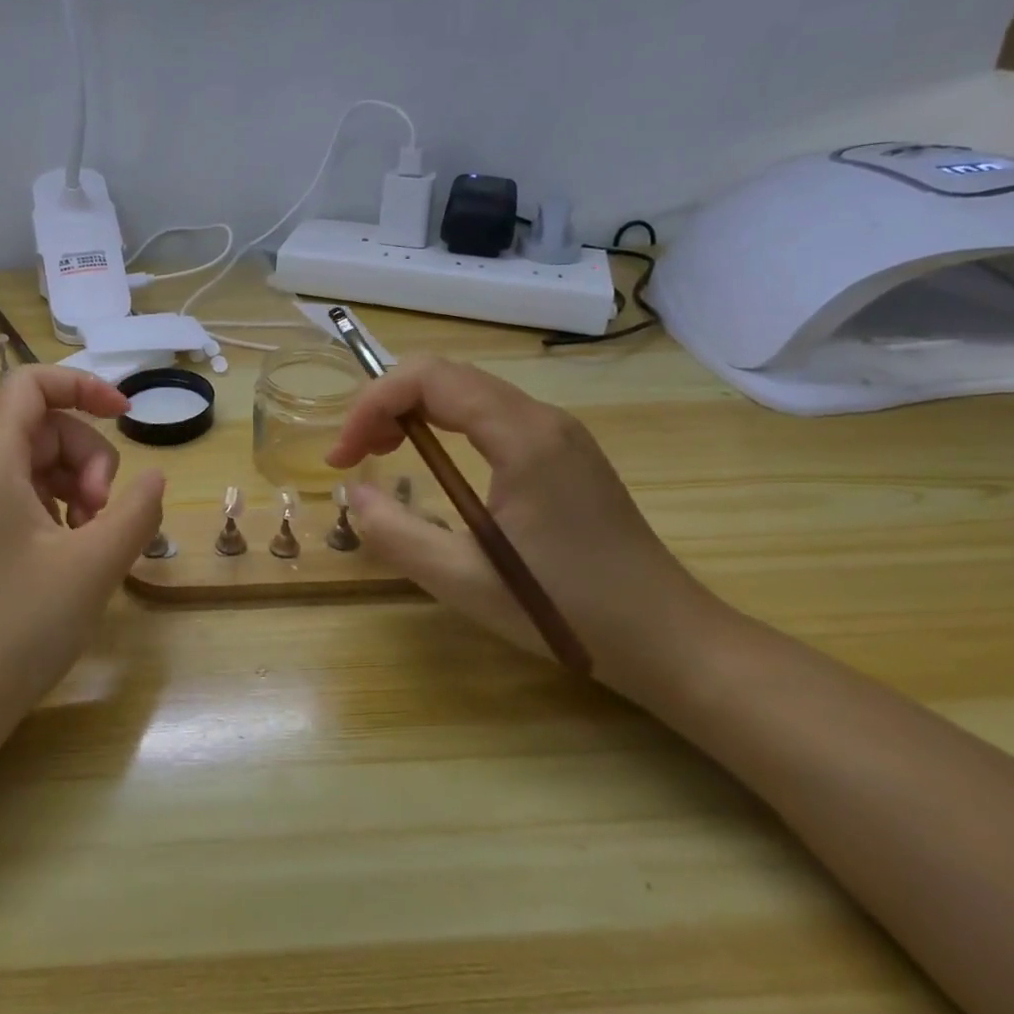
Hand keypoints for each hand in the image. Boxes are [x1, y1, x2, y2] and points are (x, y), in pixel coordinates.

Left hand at [0, 366, 164, 727]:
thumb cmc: (17, 627)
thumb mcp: (94, 565)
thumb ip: (135, 510)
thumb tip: (154, 478)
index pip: (32, 383)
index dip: (83, 385)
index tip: (127, 416)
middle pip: (42, 426)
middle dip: (87, 457)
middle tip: (103, 515)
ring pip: (35, 464)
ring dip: (76, 487)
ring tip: (93, 541)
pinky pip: (20, 497)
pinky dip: (56, 511)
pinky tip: (71, 555)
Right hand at [326, 355, 720, 692]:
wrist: (670, 639)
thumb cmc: (569, 611)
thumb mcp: (464, 582)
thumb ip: (396, 533)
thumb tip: (352, 492)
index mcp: (523, 436)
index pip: (429, 378)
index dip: (371, 404)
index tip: (343, 455)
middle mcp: (543, 418)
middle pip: (445, 374)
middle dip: (386, 402)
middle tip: (357, 452)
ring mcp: (558, 432)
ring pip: (466, 390)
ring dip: (413, 409)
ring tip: (383, 452)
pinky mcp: (563, 451)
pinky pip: (489, 413)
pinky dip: (444, 422)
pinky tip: (434, 461)